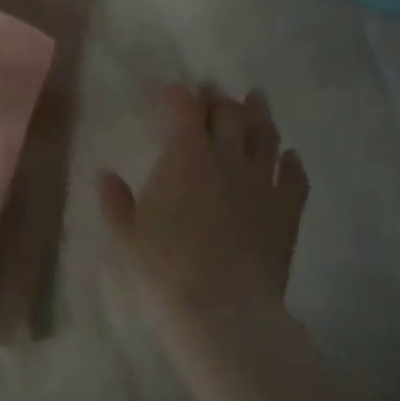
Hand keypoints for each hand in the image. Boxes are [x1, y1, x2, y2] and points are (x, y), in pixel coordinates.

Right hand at [97, 83, 308, 324]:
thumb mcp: (126, 236)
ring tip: (256, 99)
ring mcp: (263, 183)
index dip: (178, 96)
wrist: (224, 310)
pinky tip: (290, 156)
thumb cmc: (164, 268)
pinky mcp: (288, 211)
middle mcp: (227, 158)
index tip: (171, 92)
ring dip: (259, 114)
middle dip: (217, 98)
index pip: (184, 110)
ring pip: (265, 136)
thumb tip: (104, 175)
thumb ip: (115, 201)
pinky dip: (292, 162)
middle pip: (228, 114)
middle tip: (212, 90)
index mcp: (185, 156)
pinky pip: (296, 177)